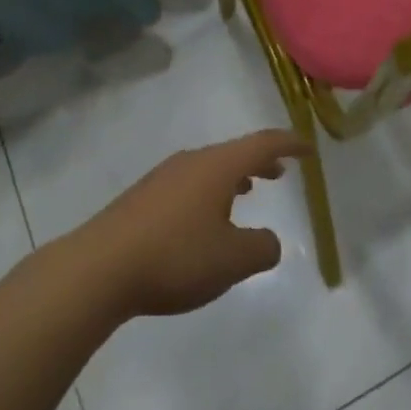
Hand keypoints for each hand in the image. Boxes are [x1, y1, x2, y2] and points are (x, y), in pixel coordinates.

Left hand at [68, 129, 309, 317]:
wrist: (101, 266)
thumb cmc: (175, 257)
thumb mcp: (231, 260)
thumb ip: (260, 248)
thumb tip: (269, 240)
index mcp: (217, 166)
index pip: (262, 144)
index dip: (289, 144)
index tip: (309, 149)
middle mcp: (191, 161)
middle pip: (234, 153)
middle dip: (260, 161)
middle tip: (280, 172)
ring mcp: (164, 176)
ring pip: (209, 168)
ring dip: (233, 177)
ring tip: (247, 191)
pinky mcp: (144, 196)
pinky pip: (189, 183)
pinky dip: (210, 191)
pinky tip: (205, 219)